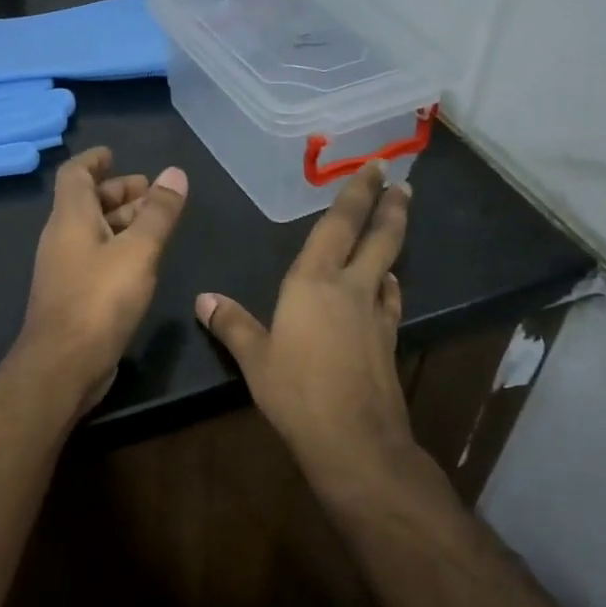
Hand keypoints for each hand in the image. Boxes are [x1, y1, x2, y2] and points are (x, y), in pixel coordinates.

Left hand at [17, 147, 188, 410]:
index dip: (94, 160)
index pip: (75, 175)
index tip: (115, 153)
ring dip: (121, 221)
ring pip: (93, 232)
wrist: (64, 365)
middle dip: (118, 192)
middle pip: (87, 203)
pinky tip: (142, 260)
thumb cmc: (99, 300)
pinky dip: (118, 248)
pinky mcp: (73, 295)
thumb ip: (158, 213)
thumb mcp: (137, 251)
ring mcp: (65, 269)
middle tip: (152, 192)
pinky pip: (96, 258)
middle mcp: (62, 238)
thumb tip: (174, 173)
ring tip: (156, 221)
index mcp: (70, 219)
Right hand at [195, 164, 413, 481]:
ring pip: (389, 268)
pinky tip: (388, 288)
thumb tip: (203, 299)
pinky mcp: (389, 342)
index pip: (338, 226)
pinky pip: (390, 301)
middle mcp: (351, 289)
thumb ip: (232, 324)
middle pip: (379, 239)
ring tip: (394, 229)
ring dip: (394, 244)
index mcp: (313, 283)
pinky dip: (390, 286)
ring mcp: (375, 316)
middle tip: (402, 183)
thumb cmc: (295, 392)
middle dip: (390, 208)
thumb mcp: (255, 359)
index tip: (374, 167)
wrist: (353, 439)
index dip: (356, 194)